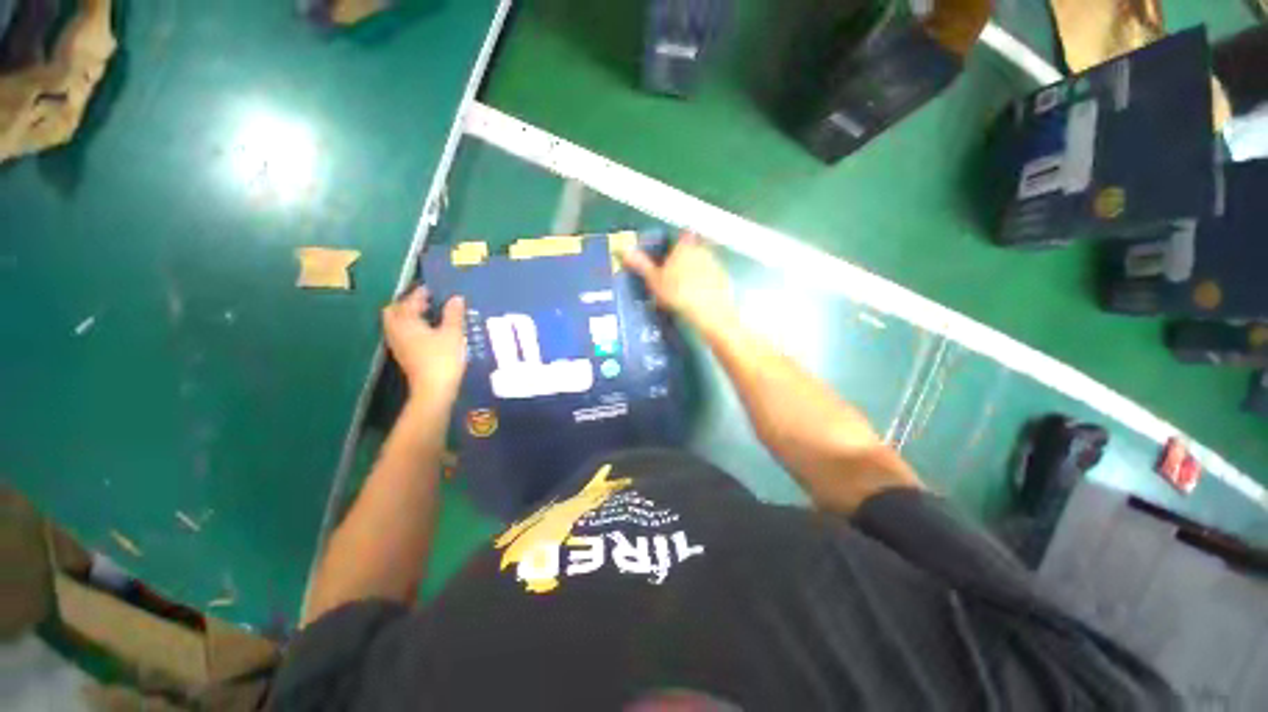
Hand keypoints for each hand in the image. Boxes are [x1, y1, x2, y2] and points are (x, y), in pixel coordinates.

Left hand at [382, 286, 466, 400]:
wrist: (434, 389)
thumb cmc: (443, 358)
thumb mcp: (453, 333)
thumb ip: (453, 314)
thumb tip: (456, 298)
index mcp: (406, 322)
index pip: (409, 301)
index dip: (420, 293)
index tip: (431, 288)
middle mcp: (396, 331)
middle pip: (394, 311)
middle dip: (407, 304)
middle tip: (425, 301)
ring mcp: (398, 344)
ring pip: (396, 323)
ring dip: (408, 316)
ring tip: (428, 314)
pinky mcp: (404, 355)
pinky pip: (402, 334)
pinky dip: (411, 327)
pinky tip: (427, 331)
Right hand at [621, 232, 735, 333]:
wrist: (709, 313)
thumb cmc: (678, 294)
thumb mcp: (654, 281)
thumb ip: (641, 264)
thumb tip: (625, 251)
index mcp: (684, 247)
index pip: (680, 236)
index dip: (675, 245)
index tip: (668, 257)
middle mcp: (702, 250)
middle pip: (691, 250)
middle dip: (683, 260)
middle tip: (673, 278)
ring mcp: (716, 264)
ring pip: (702, 264)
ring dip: (695, 273)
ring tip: (684, 292)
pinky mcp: (724, 279)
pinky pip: (711, 277)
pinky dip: (705, 284)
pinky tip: (698, 299)